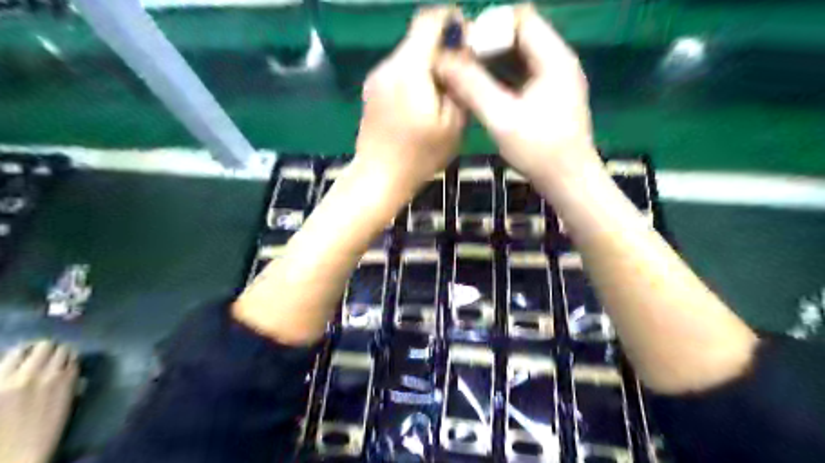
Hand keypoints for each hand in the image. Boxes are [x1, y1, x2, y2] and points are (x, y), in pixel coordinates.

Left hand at [357, 7, 465, 191]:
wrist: (378, 177)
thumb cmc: (419, 156)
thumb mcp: (452, 124)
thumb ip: (459, 82)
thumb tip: (461, 53)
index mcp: (410, 69)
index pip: (428, 20)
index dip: (451, 20)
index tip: (467, 36)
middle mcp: (388, 65)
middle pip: (417, 37)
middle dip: (442, 46)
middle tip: (460, 72)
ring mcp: (376, 78)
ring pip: (407, 55)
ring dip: (427, 63)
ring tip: (442, 92)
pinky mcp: (371, 90)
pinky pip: (397, 71)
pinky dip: (413, 76)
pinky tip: (421, 102)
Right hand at [435, 3, 596, 184]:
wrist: (569, 182)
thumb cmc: (539, 151)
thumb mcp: (502, 118)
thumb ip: (472, 87)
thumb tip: (443, 61)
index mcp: (554, 58)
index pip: (520, 19)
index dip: (489, 27)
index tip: (463, 48)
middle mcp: (557, 61)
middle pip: (519, 35)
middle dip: (487, 44)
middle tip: (458, 63)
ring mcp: (555, 79)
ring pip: (518, 56)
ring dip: (491, 61)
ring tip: (464, 75)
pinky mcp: (549, 96)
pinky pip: (521, 74)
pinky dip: (500, 77)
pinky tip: (481, 90)